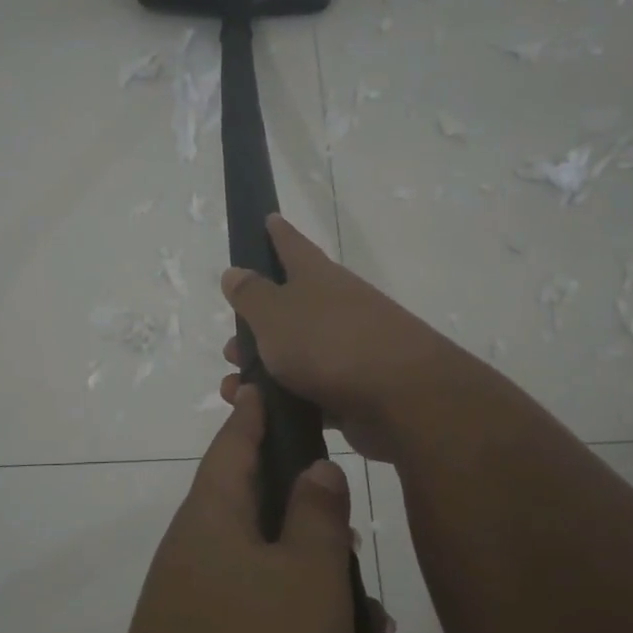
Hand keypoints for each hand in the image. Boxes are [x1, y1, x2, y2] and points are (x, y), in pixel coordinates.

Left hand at [90, 386, 368, 632]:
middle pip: (262, 515)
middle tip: (359, 545)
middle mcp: (198, 558)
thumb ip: (317, 516)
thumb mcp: (306, 580)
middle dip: (318, 528)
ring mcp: (199, 617)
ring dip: (327, 601)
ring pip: (276, 583)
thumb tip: (314, 468)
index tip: (275, 385)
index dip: (258, 411)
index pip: (235, 441)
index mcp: (212, 518)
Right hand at [219, 214, 475, 460]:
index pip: (292, 244)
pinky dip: (285, 400)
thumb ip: (251, 294)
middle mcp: (335, 306)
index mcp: (317, 277)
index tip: (267, 219)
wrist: (402, 399)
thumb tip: (235, 272)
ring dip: (263, 369)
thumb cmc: (329, 343)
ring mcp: (348, 349)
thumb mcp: (275, 314)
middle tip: (229, 347)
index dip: (277, 233)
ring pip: (296, 354)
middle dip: (255, 327)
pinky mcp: (354, 390)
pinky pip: (310, 391)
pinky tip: (264, 414)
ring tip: (235, 388)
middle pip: (288, 307)